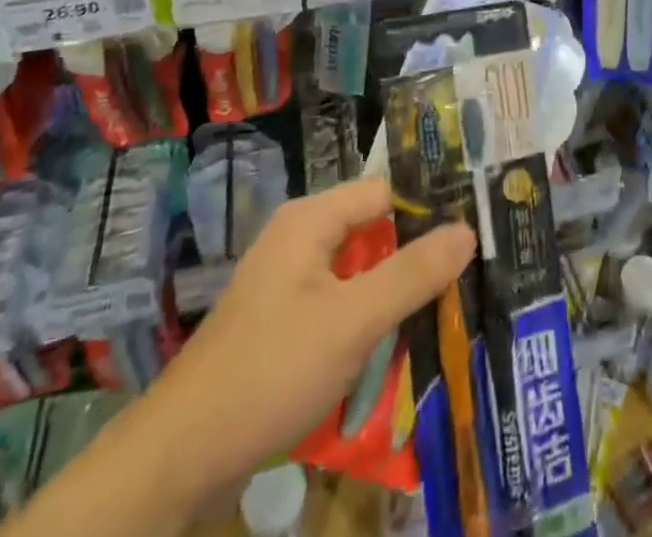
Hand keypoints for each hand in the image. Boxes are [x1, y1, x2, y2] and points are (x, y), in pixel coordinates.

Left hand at [152, 179, 474, 500]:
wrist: (180, 457)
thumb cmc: (272, 370)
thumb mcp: (353, 320)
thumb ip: (413, 274)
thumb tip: (468, 229)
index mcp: (310, 220)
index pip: (385, 193)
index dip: (427, 211)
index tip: (471, 236)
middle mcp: (298, 239)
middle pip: (372, 233)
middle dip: (414, 258)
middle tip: (465, 280)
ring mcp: (286, 284)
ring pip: (357, 275)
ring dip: (392, 296)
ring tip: (442, 315)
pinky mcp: (281, 324)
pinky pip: (337, 306)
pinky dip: (366, 322)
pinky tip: (393, 351)